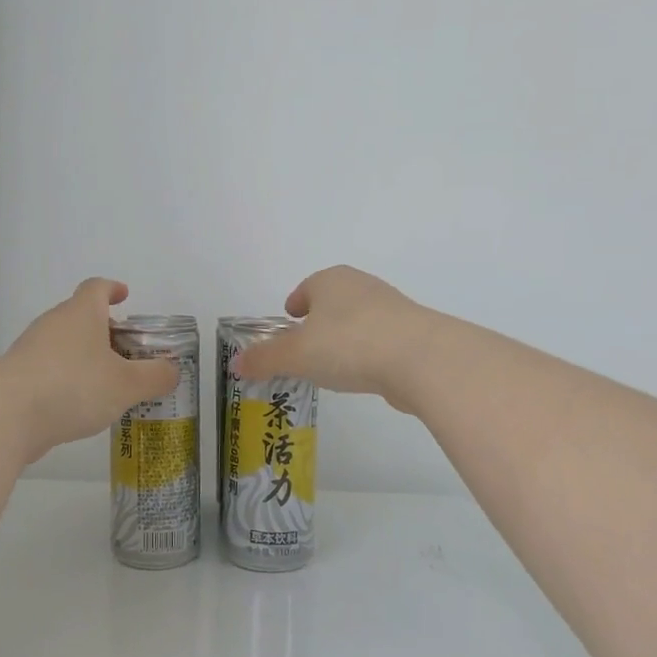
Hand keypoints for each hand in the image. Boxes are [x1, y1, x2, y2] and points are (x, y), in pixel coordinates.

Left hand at [0, 279, 178, 459]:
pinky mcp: (15, 378)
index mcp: (81, 314)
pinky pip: (48, 371)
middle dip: (103, 331)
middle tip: (125, 352)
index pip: (96, 288)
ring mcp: (29, 350)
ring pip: (63, 346)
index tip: (124, 295)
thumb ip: (154, 377)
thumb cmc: (73, 387)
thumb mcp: (127, 385)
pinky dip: (65, 381)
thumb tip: (172, 370)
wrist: (5, 416)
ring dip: (84, 359)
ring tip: (107, 385)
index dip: (112, 289)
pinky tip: (78, 407)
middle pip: (79, 317)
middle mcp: (53, 324)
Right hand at [231, 266, 437, 411]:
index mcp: (330, 281)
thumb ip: (264, 359)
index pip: (307, 287)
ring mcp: (391, 308)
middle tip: (305, 347)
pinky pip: (380, 341)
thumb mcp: (295, 355)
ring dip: (344, 338)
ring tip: (332, 365)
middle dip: (319, 321)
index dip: (295, 304)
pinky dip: (368, 353)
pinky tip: (363, 375)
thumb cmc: (348, 344)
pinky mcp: (413, 333)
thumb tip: (236, 363)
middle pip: (333, 302)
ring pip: (358, 321)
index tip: (289, 320)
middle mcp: (361, 286)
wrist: (421, 358)